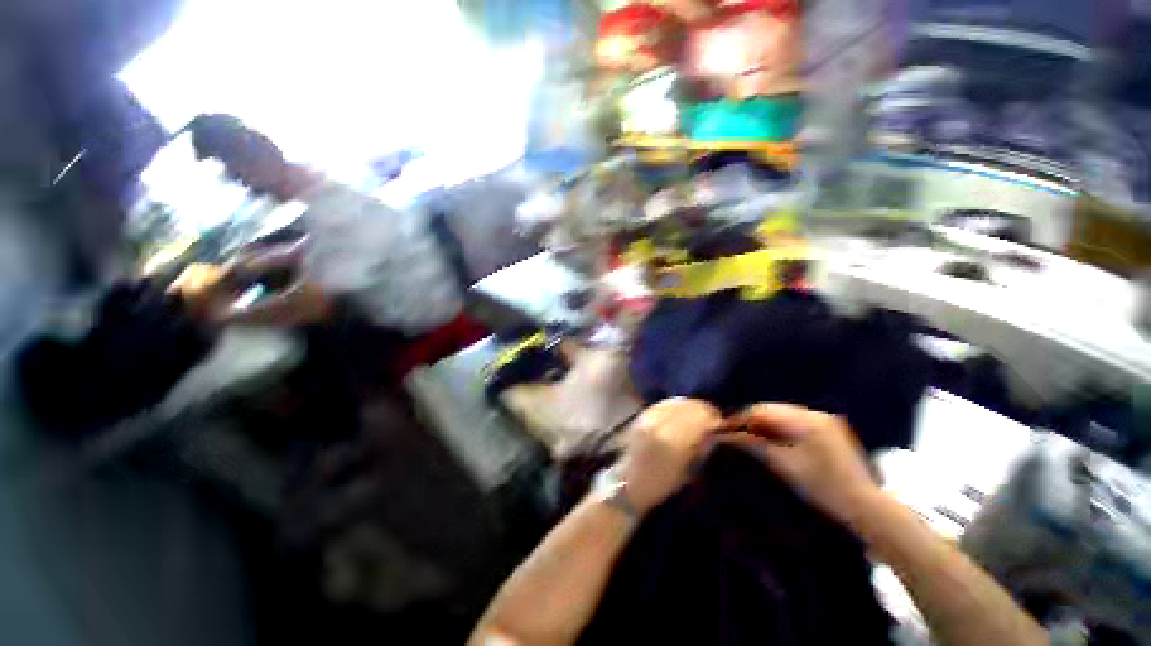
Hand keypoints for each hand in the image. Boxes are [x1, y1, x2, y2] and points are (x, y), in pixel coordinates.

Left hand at [618, 398, 721, 512]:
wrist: (629, 483)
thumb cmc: (661, 485)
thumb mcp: (689, 472)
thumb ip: (702, 448)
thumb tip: (714, 431)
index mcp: (672, 441)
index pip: (699, 417)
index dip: (713, 418)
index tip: (720, 424)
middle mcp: (658, 424)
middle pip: (688, 406)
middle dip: (703, 410)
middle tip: (711, 419)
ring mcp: (648, 417)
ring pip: (676, 402)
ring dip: (690, 406)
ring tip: (698, 414)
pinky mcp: (641, 414)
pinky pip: (664, 403)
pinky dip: (676, 405)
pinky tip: (681, 412)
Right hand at [722, 404, 880, 526]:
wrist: (866, 507)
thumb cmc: (823, 487)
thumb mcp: (783, 465)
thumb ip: (754, 445)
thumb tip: (727, 435)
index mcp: (806, 419)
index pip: (762, 411)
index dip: (740, 419)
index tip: (723, 429)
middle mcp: (815, 413)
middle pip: (772, 410)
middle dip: (751, 420)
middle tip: (734, 434)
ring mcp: (825, 421)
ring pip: (782, 415)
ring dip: (764, 424)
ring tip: (749, 437)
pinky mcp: (829, 430)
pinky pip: (795, 422)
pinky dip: (780, 429)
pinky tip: (771, 440)